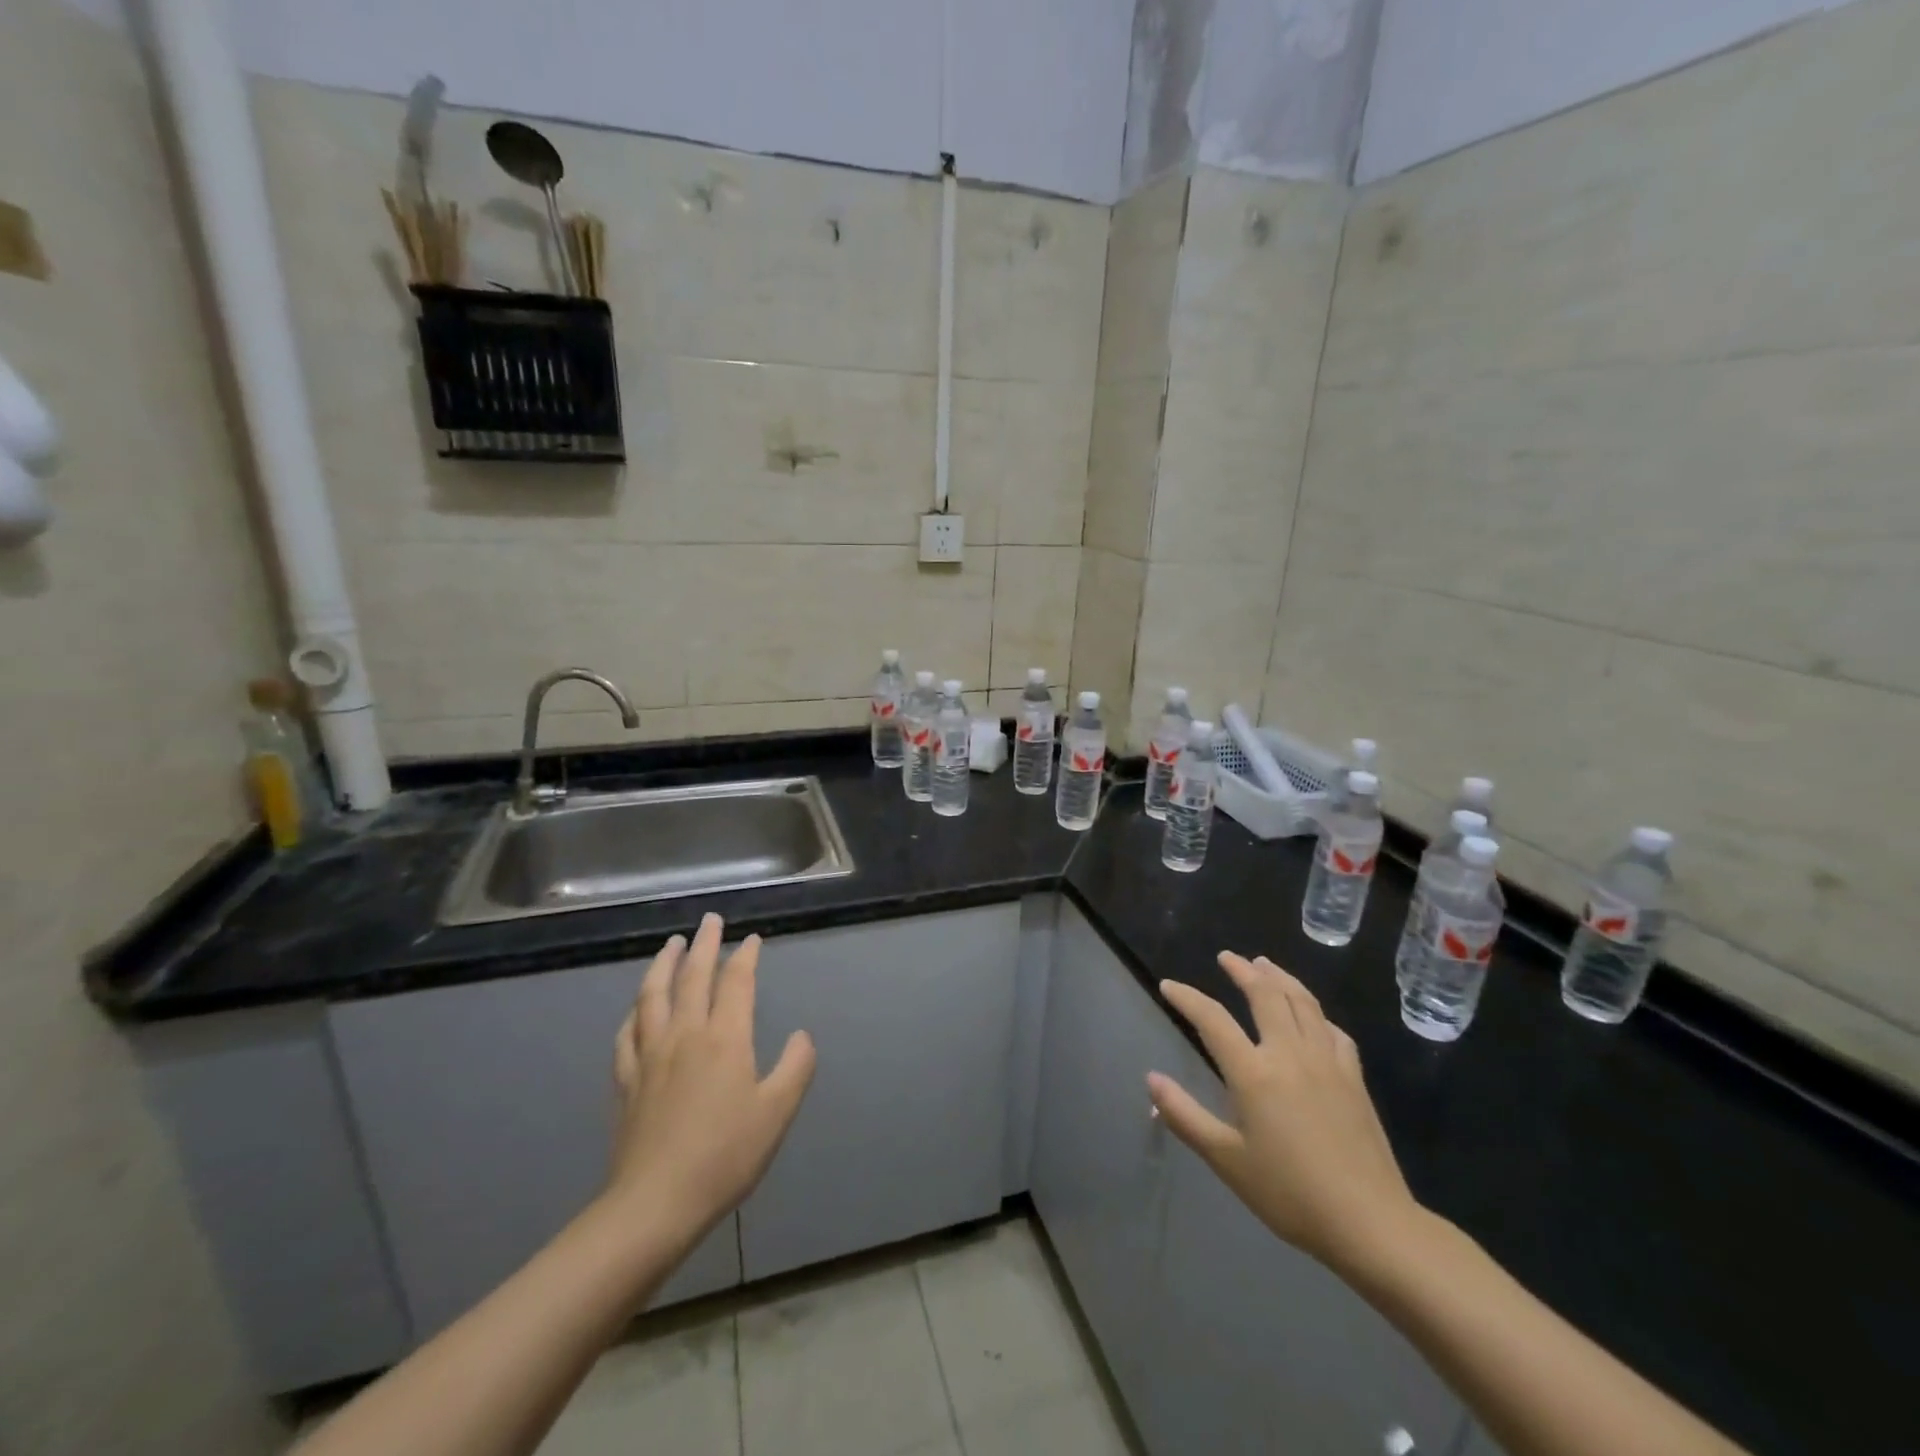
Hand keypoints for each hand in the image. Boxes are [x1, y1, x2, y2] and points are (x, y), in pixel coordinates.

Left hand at [605, 913, 815, 1248]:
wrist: (655, 1203)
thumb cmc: (725, 1155)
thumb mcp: (777, 1112)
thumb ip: (796, 1067)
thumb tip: (802, 1035)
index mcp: (725, 1038)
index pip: (736, 983)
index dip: (745, 957)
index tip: (751, 939)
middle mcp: (685, 1035)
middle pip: (693, 977)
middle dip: (705, 944)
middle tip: (710, 920)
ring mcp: (649, 1056)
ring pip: (653, 995)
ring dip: (663, 964)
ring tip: (671, 945)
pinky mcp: (626, 1080)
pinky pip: (627, 1033)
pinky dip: (635, 1011)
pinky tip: (637, 1008)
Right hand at [1147, 953, 1424, 1278]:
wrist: (1371, 1223)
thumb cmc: (1290, 1194)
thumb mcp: (1227, 1160)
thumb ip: (1185, 1116)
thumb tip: (1151, 1080)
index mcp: (1254, 1073)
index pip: (1212, 1019)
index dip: (1187, 998)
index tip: (1168, 985)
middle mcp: (1289, 1054)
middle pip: (1265, 995)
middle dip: (1243, 971)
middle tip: (1227, 957)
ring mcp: (1327, 1062)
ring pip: (1302, 1003)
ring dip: (1280, 978)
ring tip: (1265, 965)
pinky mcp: (1354, 1078)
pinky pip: (1333, 1030)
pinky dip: (1315, 1012)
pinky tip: (1312, 1015)